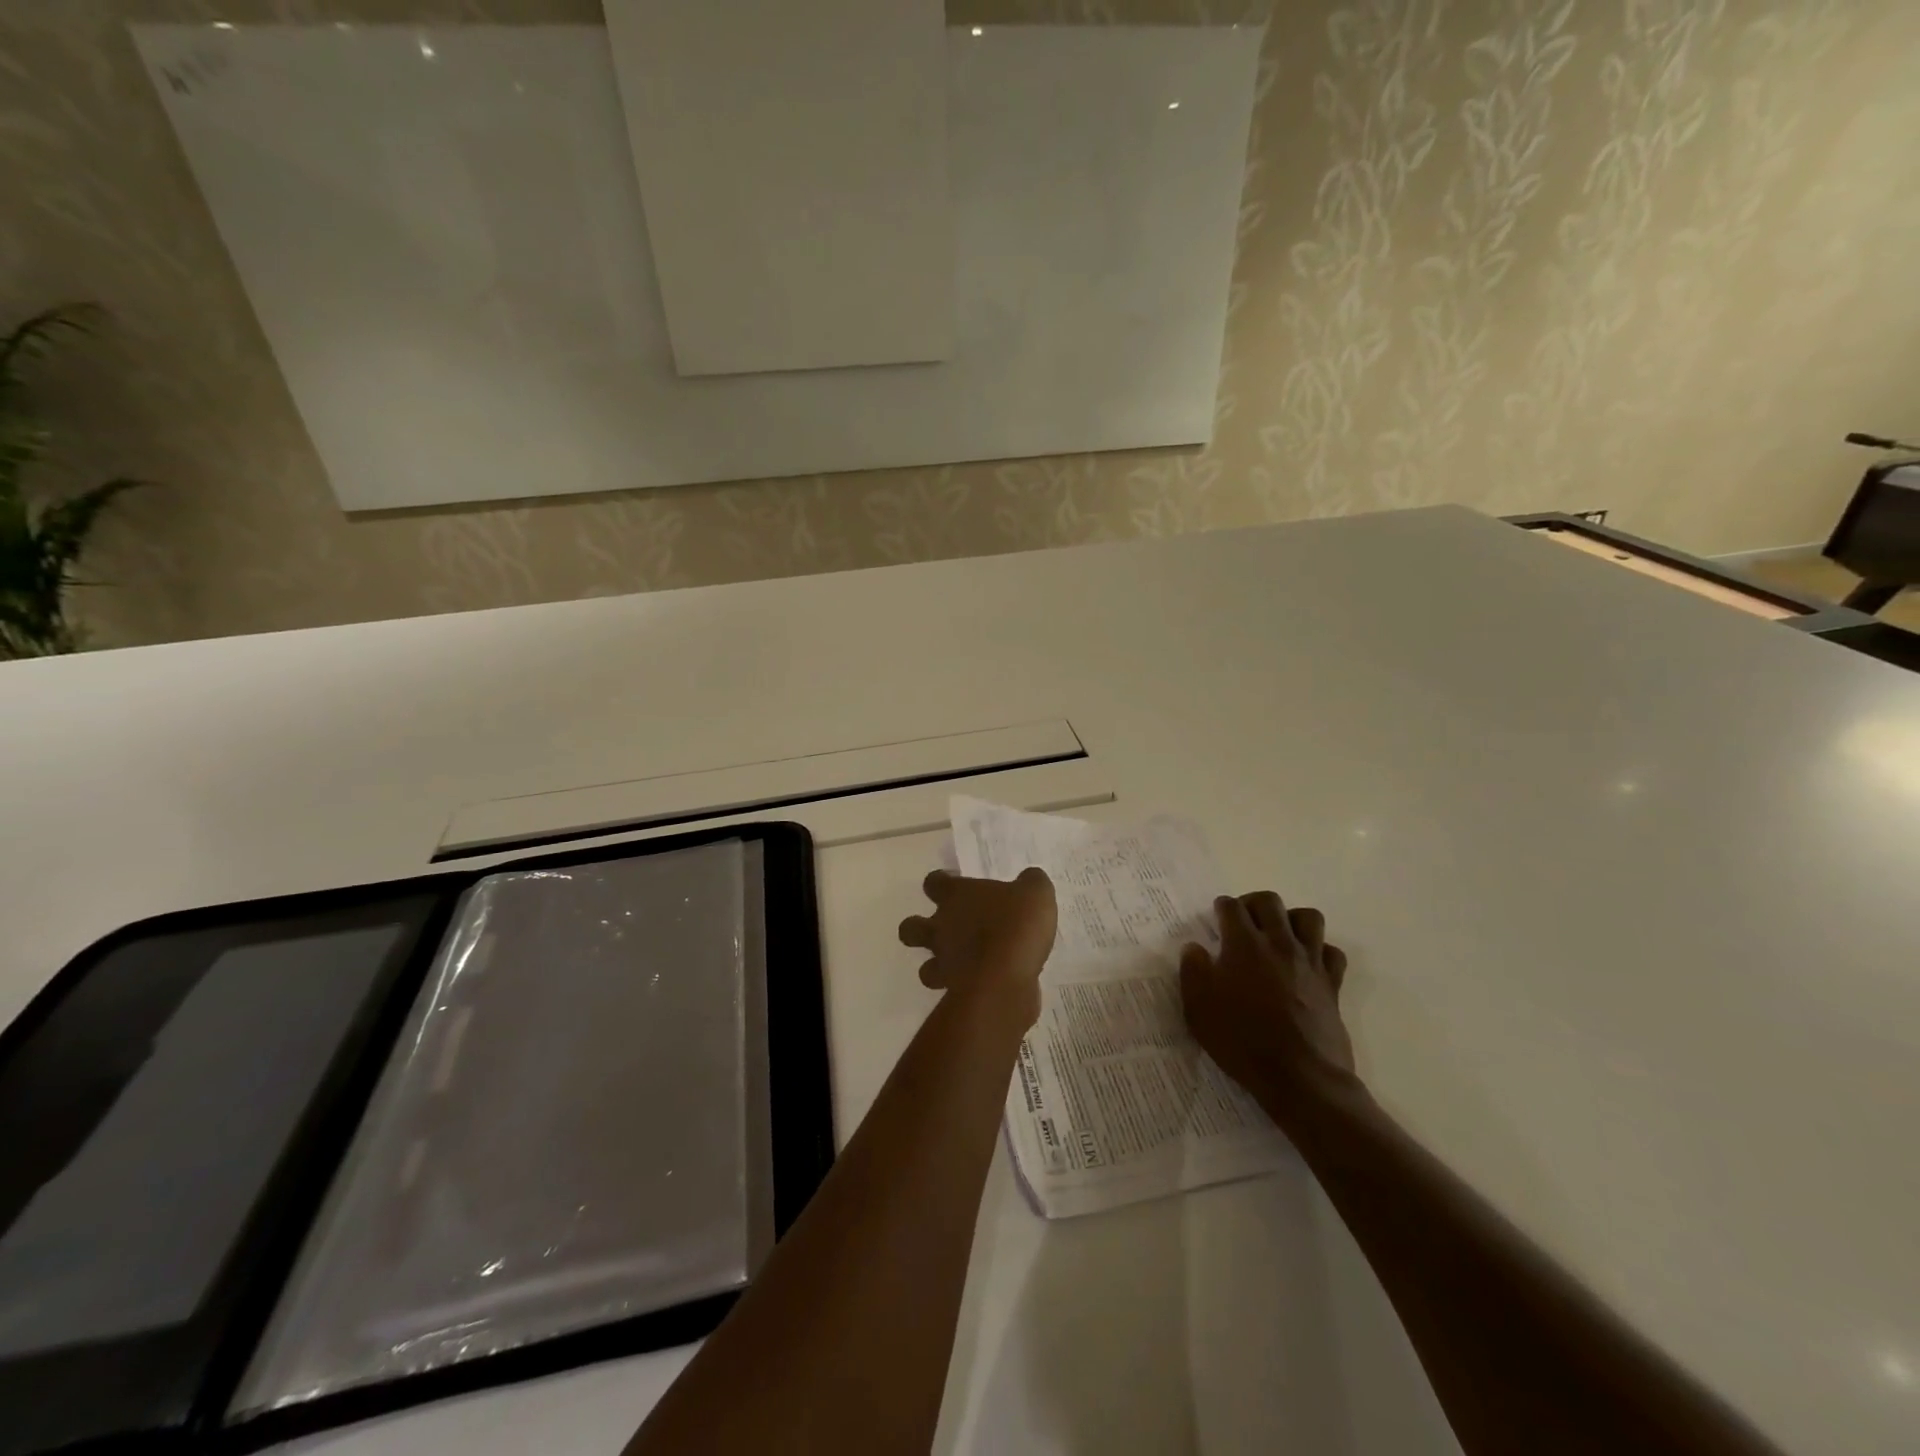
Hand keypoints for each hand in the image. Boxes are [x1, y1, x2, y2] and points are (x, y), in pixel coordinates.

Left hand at [898, 868, 1056, 1022]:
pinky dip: (963, 988)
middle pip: (910, 928)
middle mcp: (941, 928)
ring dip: (937, 966)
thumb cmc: (1014, 925)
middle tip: (945, 928)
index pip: (934, 882)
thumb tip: (1029, 880)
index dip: (942, 883)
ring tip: (961, 964)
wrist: (1006, 979)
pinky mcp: (955, 993)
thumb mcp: (1035, 893)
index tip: (957, 885)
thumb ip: (1030, 883)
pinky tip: (983, 985)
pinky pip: (952, 990)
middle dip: (919, 929)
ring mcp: (945, 963)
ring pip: (925, 967)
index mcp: (955, 896)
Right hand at [1180, 892, 1356, 1117]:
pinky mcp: (1332, 984)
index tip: (1217, 915)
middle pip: (1270, 901)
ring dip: (1290, 919)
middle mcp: (1279, 943)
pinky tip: (1306, 963)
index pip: (1232, 907)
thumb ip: (1193, 970)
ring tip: (1278, 935)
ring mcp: (1310, 962)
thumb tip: (1195, 948)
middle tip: (1243, 921)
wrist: (1299, 1077)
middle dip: (1253, 903)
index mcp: (1243, 944)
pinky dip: (1319, 950)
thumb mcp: (1198, 1008)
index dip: (1222, 906)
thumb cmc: (1241, 1040)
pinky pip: (1331, 952)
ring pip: (1308, 917)